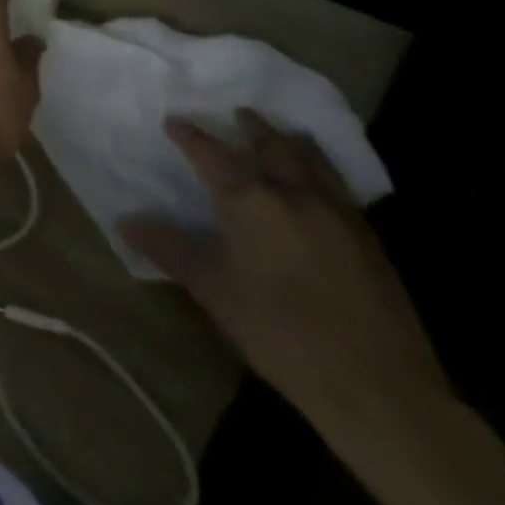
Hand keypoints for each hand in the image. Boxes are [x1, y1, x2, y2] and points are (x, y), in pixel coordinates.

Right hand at [121, 111, 448, 431]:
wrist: (380, 391)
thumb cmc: (280, 332)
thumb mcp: (211, 290)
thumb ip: (168, 248)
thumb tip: (124, 220)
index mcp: (250, 201)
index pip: (211, 153)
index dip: (189, 135)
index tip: (174, 122)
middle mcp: (295, 196)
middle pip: (273, 145)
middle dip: (252, 126)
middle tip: (238, 113)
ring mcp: (340, 218)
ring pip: (315, 162)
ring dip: (294, 142)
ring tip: (284, 133)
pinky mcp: (373, 244)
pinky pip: (342, 190)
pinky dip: (323, 173)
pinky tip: (319, 185)